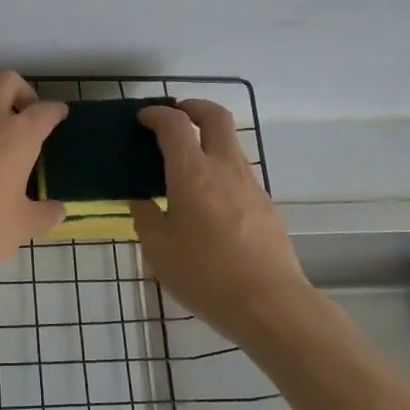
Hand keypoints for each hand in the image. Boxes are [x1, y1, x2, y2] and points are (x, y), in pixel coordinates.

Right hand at [130, 102, 312, 344]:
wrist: (269, 303)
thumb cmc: (205, 275)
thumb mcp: (158, 248)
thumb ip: (145, 215)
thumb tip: (140, 198)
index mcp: (192, 173)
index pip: (174, 124)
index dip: (156, 114)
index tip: (142, 118)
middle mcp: (225, 167)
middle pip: (216, 116)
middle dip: (193, 106)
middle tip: (174, 116)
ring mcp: (250, 183)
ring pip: (230, 142)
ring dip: (208, 137)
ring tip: (184, 159)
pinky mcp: (264, 203)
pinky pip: (238, 169)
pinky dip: (219, 164)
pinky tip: (204, 195)